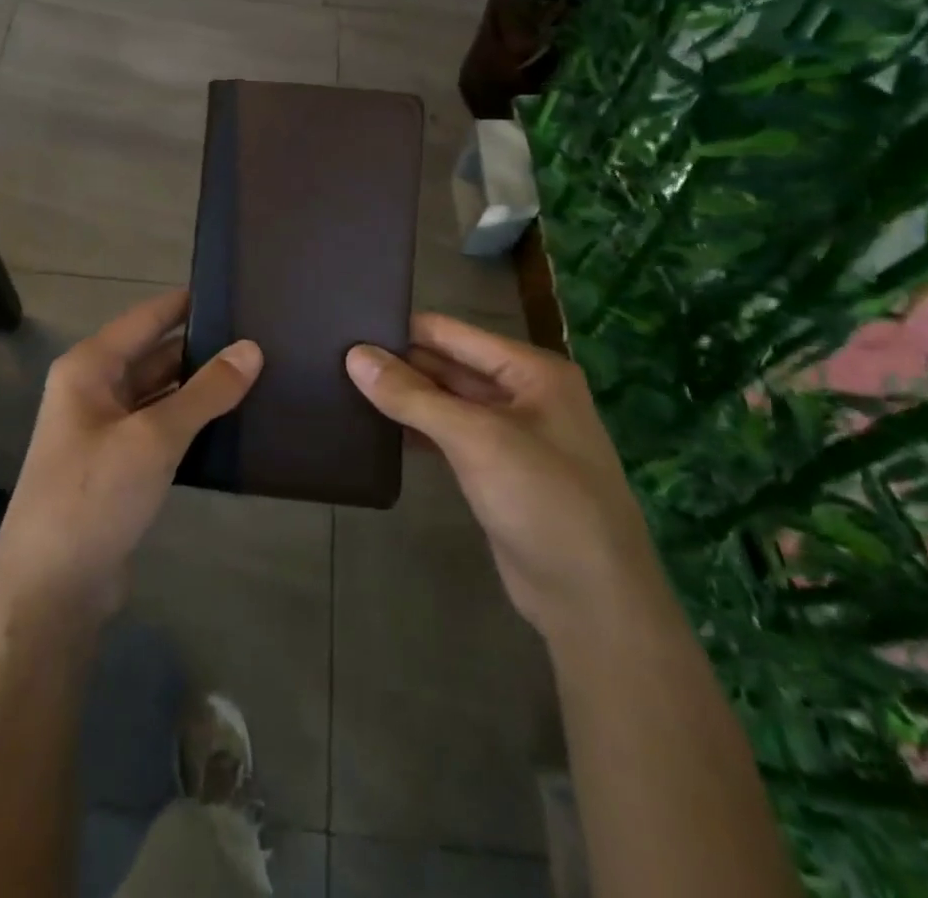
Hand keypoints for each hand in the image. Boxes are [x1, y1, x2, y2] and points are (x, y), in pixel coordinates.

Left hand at [0, 289, 261, 623]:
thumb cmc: (93, 496)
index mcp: (89, 368)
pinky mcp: (119, 466)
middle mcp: (94, 390)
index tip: (236, 291)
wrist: (50, 589)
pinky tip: (232, 422)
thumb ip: (205, 392)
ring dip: (200, 388)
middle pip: (155, 355)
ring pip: (161, 393)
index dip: (188, 303)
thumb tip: (252, 348)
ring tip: (259, 374)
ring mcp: (105, 430)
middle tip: (261, 338)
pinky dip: (192, 422)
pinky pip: (161, 428)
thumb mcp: (154, 439)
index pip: (147, 318)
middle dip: (203, 349)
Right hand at [347, 314, 665, 638]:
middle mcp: (523, 394)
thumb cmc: (543, 500)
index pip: (453, 333)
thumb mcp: (476, 439)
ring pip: (446, 402)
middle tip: (335, 356)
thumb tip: (354, 355)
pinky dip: (416, 429)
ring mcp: (511, 435)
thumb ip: (412, 396)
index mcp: (531, 370)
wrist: (593, 601)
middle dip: (399, 363)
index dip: (403, 329)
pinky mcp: (496, 471)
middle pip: (448, 365)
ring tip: (344, 385)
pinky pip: (448, 436)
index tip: (348, 325)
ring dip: (405, 397)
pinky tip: (377, 428)